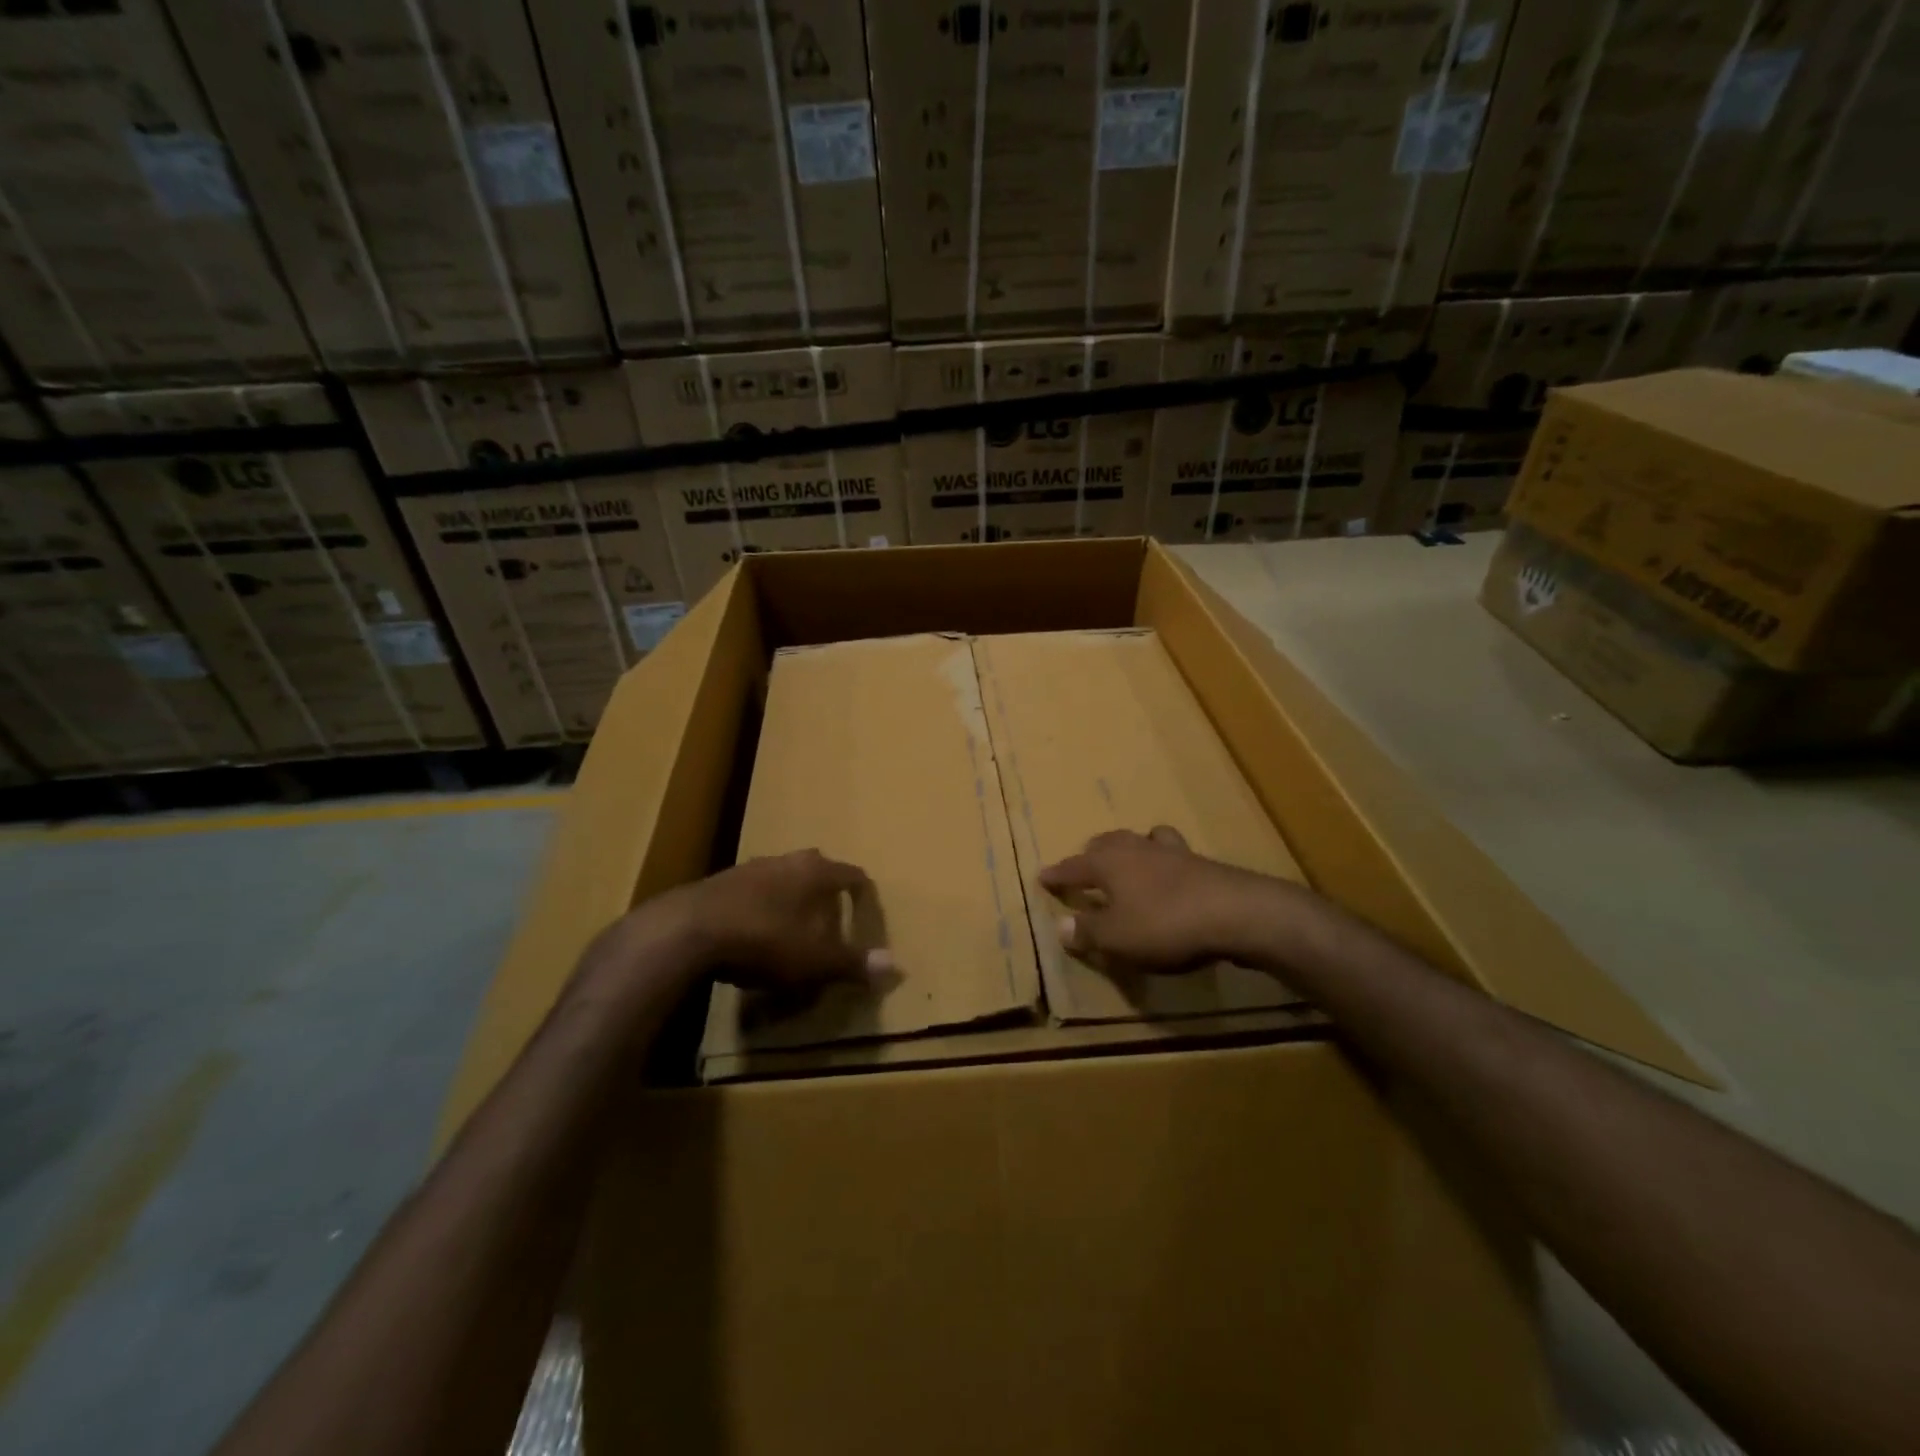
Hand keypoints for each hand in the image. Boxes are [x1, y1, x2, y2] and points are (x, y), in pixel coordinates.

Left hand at [683, 849, 892, 991]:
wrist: (686, 932)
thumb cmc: (764, 941)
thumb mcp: (814, 960)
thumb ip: (853, 963)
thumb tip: (895, 967)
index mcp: (814, 872)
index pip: (850, 874)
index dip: (862, 892)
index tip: (867, 907)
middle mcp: (784, 861)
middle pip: (815, 868)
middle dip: (824, 889)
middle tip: (831, 915)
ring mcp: (748, 868)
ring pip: (780, 877)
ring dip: (789, 896)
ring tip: (792, 924)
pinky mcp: (716, 883)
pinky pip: (750, 891)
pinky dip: (759, 907)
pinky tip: (752, 932)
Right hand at [1038, 826, 1314, 973]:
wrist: (1236, 913)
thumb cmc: (1164, 924)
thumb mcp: (1116, 938)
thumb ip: (1087, 931)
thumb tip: (1061, 926)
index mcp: (1108, 862)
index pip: (1074, 866)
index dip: (1057, 874)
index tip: (1042, 876)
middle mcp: (1136, 848)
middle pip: (1108, 843)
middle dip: (1092, 853)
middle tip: (1084, 864)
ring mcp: (1172, 852)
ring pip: (1142, 840)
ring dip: (1130, 849)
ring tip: (1128, 860)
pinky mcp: (1201, 863)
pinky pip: (1172, 855)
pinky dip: (1163, 862)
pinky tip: (1169, 875)